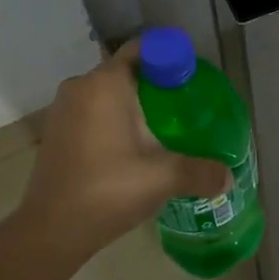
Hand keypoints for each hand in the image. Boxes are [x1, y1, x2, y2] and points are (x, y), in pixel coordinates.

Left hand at [18, 40, 231, 260]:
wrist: (50, 231)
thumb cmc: (108, 190)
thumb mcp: (163, 178)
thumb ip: (200, 171)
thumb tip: (228, 177)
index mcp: (105, 83)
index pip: (143, 49)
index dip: (170, 58)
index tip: (192, 80)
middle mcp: (81, 86)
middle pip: (128, 71)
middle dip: (157, 85)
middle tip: (186, 108)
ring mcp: (63, 109)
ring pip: (109, 93)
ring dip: (135, 105)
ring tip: (164, 129)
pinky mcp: (56, 131)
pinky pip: (93, 112)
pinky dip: (115, 120)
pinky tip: (135, 147)